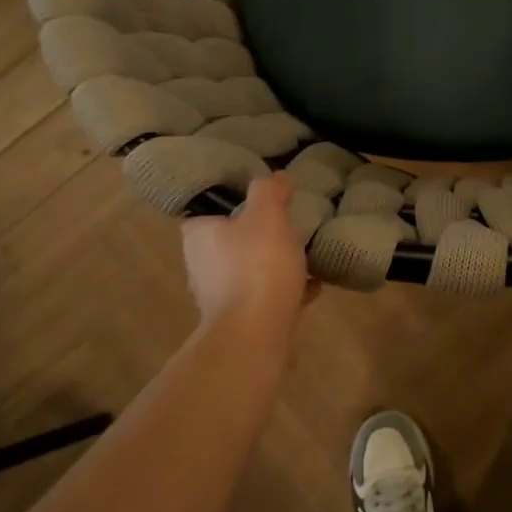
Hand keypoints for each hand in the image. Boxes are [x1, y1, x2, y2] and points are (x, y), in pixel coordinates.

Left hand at [180, 173, 315, 332]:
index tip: (260, 205)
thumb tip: (277, 177)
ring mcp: (220, 298)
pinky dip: (286, 291)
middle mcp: (201, 267)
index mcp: (199, 237)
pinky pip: (266, 297)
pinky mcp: (241, 321)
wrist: (256, 334)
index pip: (208, 213)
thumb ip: (270, 190)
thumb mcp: (267, 215)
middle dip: (259, 237)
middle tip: (289, 228)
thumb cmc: (257, 267)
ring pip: (250, 271)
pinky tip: (312, 287)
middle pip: (232, 243)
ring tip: (305, 257)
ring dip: (275, 265)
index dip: (232, 206)